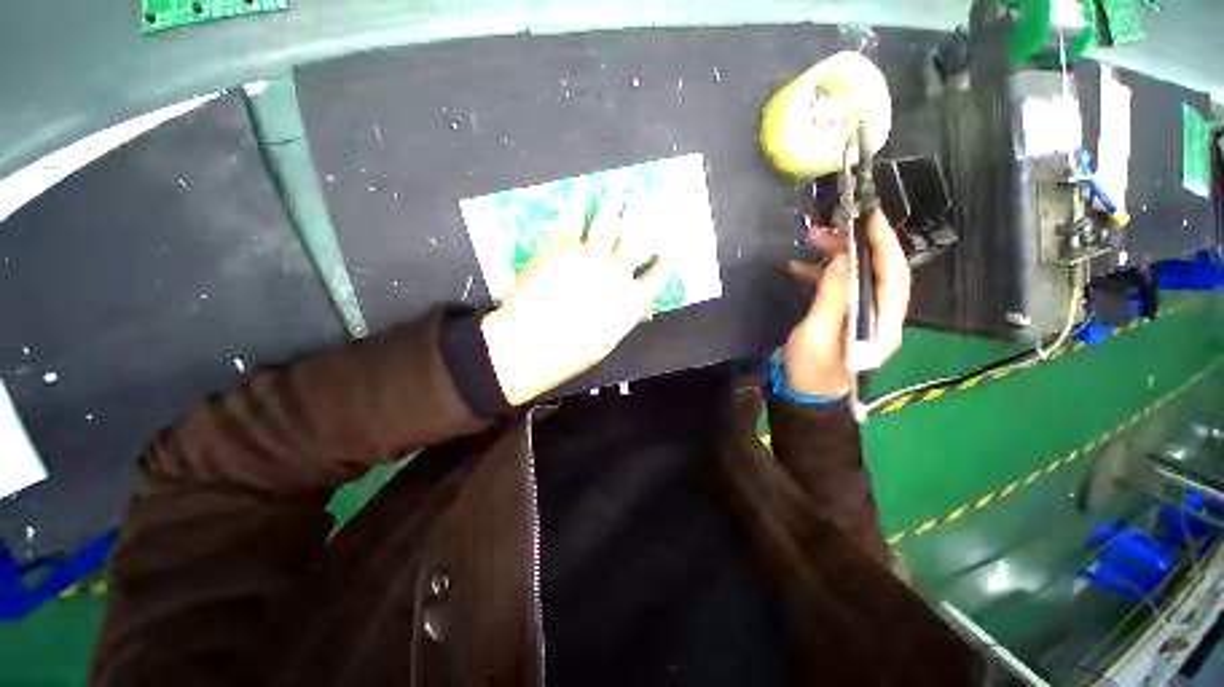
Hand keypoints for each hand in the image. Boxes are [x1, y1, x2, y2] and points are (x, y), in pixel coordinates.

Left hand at [480, 192, 671, 405]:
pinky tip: (581, 194)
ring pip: (608, 222)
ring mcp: (590, 255)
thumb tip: (639, 310)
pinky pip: (573, 218)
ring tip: (618, 192)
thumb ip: (624, 317)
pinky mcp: (561, 245)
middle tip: (644, 202)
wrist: (533, 342)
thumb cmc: (572, 351)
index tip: (665, 254)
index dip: (663, 263)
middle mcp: (617, 272)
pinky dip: (577, 203)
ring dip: (614, 205)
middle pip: (635, 239)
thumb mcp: (608, 339)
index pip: (657, 276)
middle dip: (641, 219)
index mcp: (632, 300)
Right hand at [783, 211, 910, 396]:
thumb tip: (843, 259)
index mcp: (883, 323)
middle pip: (879, 272)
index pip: (893, 276)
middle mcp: (882, 316)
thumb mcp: (817, 333)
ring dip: (839, 256)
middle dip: (858, 245)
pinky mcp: (848, 317)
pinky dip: (825, 273)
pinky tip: (801, 267)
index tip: (871, 217)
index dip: (885, 245)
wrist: (807, 393)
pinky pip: (842, 288)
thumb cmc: (811, 368)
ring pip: (859, 276)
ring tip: (814, 239)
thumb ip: (832, 298)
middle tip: (834, 225)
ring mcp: (865, 316)